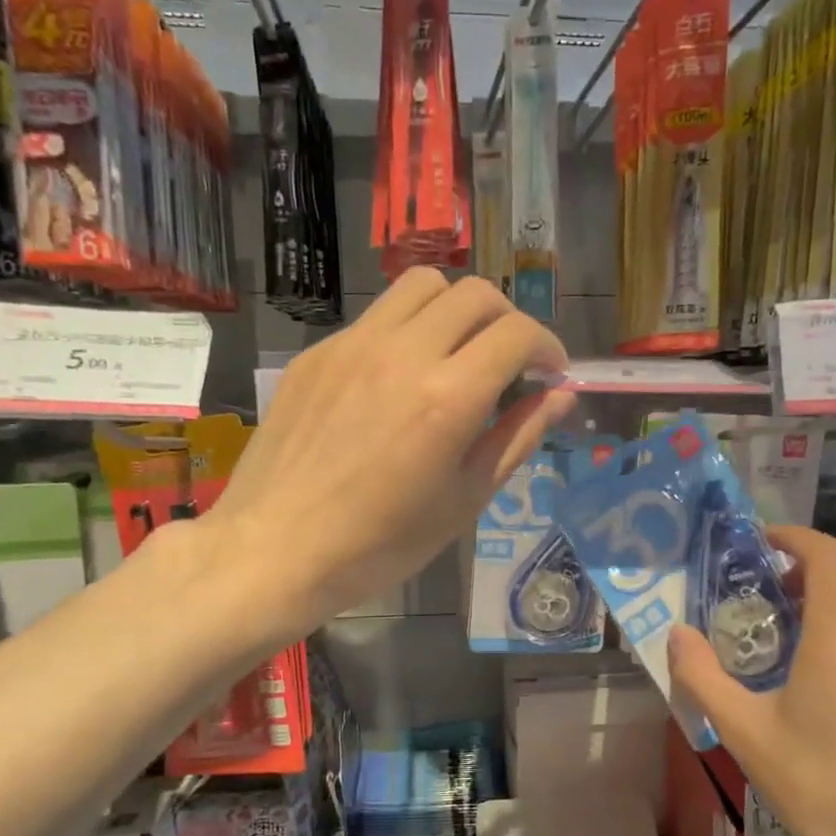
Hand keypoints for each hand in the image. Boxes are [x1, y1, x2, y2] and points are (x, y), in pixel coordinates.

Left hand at [210, 269, 574, 629]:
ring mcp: (352, 345)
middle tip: (510, 363)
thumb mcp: (464, 501)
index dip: (548, 347)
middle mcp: (403, 352)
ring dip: (456, 308)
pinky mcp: (317, 353)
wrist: (276, 549)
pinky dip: (407, 331)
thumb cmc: (380, 544)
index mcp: (447, 397)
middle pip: (475, 293)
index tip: (550, 374)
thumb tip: (559, 396)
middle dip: (508, 321)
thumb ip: (516, 438)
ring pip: (422, 286)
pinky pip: (376, 317)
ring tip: (457, 352)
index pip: (517, 334)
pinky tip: (398, 379)